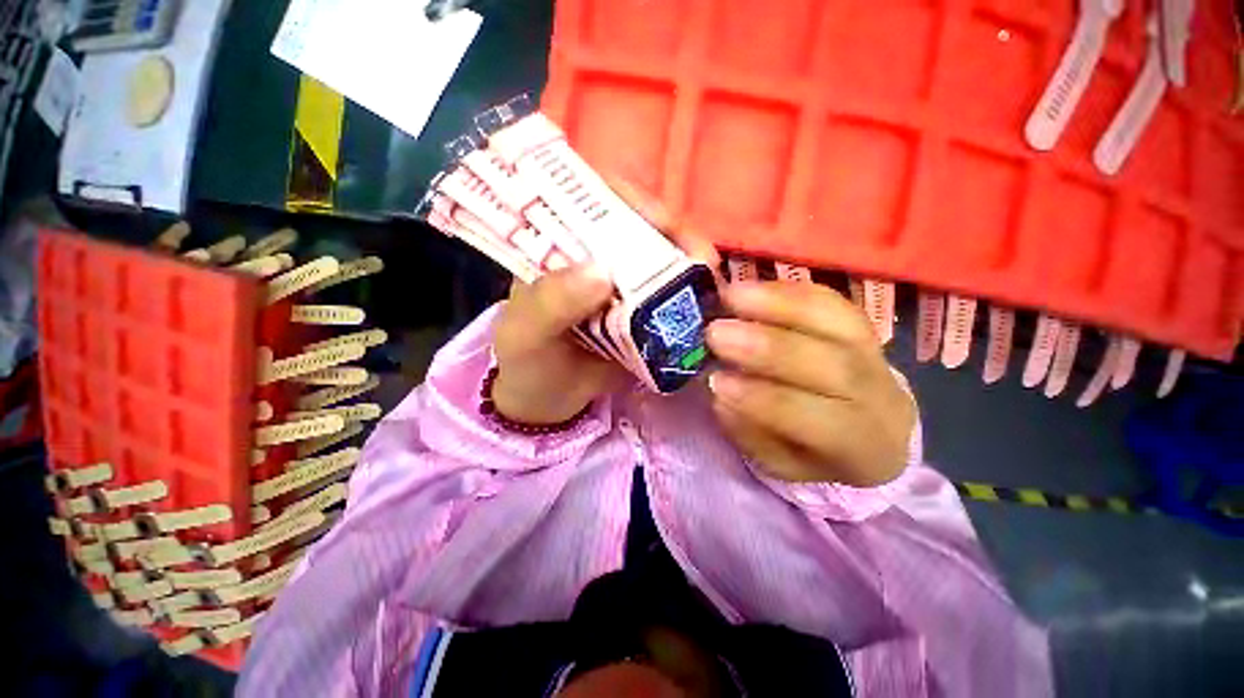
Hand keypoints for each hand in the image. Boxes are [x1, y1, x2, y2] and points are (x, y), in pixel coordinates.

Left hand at [492, 177, 719, 425]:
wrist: (547, 402)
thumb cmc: (527, 362)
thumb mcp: (527, 334)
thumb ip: (551, 303)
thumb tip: (602, 272)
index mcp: (560, 249)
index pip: (594, 201)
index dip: (631, 200)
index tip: (662, 222)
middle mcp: (598, 258)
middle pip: (642, 228)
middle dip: (677, 236)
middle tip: (703, 259)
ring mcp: (625, 287)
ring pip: (665, 261)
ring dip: (692, 268)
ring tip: (714, 285)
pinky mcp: (644, 314)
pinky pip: (673, 299)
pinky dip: (692, 300)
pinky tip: (709, 308)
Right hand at [706, 282, 915, 486]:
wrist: (871, 430)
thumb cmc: (818, 454)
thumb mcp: (782, 464)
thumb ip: (751, 433)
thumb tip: (721, 394)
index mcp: (862, 445)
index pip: (816, 421)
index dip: (762, 399)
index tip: (715, 381)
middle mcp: (879, 396)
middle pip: (833, 365)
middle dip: (767, 347)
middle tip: (716, 332)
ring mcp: (876, 353)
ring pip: (837, 322)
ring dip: (778, 305)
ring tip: (730, 296)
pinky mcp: (862, 324)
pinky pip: (830, 300)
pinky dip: (787, 291)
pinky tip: (750, 288)